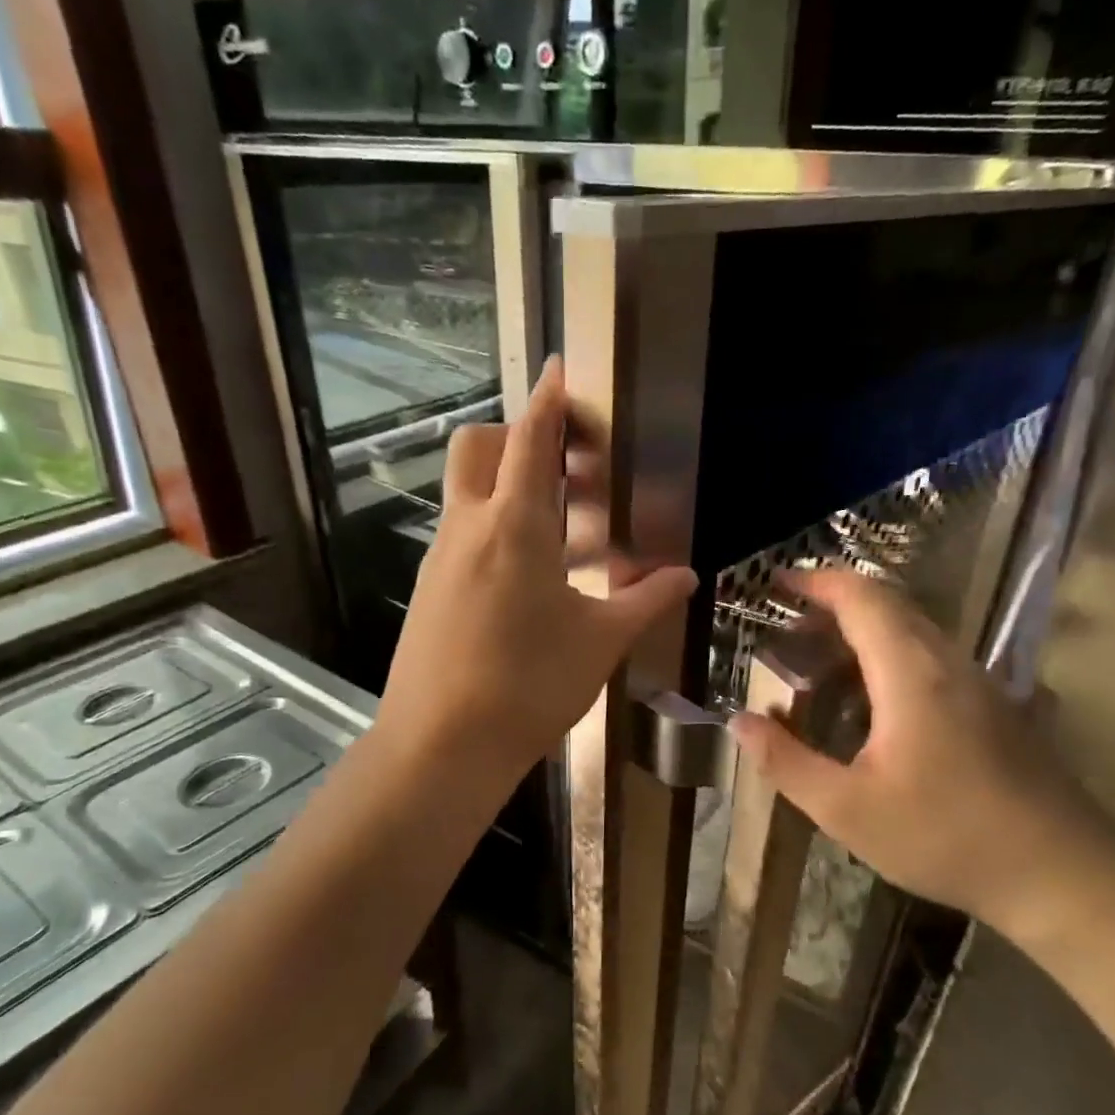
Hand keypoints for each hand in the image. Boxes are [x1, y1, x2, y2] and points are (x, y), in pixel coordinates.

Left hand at [375, 357, 697, 786]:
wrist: (440, 746)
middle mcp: (468, 528)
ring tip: (558, 524)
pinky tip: (525, 573)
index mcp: (514, 527)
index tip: (559, 368)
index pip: (530, 441)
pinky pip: (459, 532)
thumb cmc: (528, 687)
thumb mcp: (599, 643)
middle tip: (565, 466)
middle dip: (517, 436)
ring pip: (465, 490)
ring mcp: (440, 557)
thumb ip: (644, 601)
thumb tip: (686, 577)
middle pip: (478, 447)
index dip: (548, 400)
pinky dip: (490, 524)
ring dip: (505, 483)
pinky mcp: (428, 588)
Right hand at [726, 569, 1114, 941]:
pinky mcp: (997, 708)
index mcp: (912, 673)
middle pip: (890, 606)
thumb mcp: (848, 809)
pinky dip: (890, 657)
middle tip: (787, 628)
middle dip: (834, 604)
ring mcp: (981, 684)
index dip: (817, 582)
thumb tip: (738, 722)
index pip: (862, 598)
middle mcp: (949, 663)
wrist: (1064, 876)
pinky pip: (933, 659)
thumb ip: (786, 762)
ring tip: (820, 663)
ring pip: (914, 632)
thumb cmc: (947, 838)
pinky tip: (872, 705)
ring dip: (863, 632)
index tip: (776, 583)